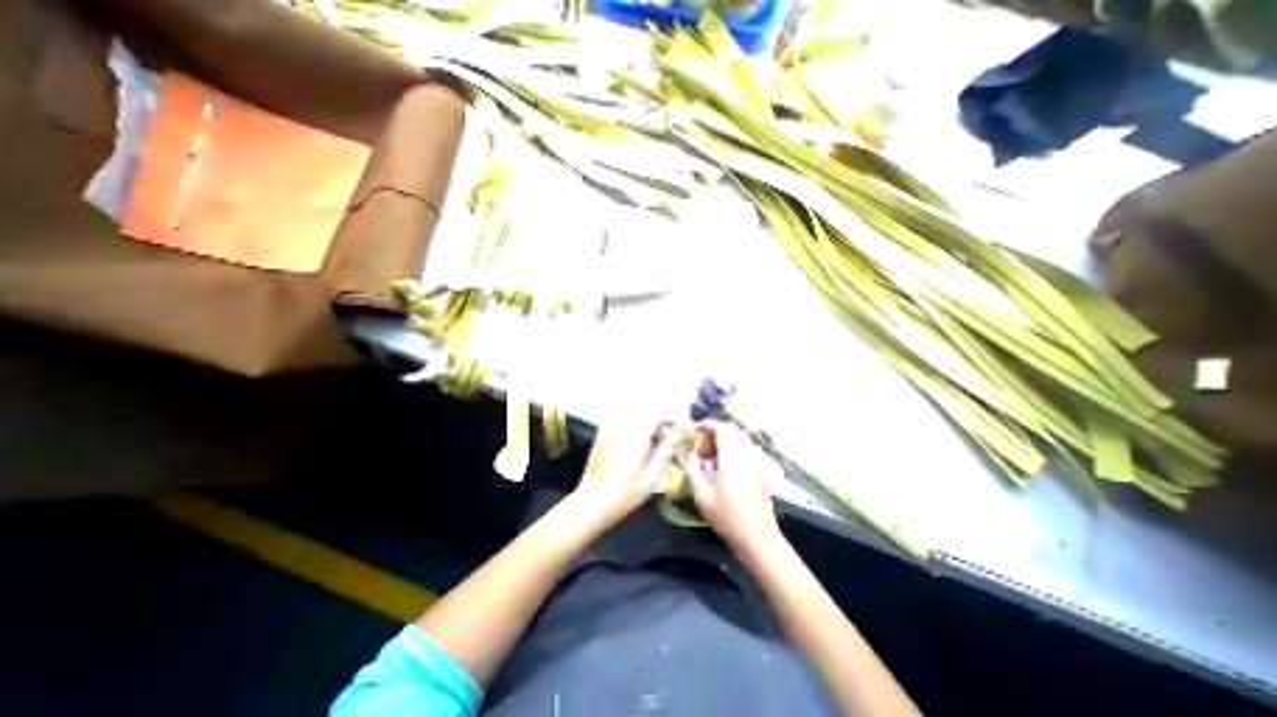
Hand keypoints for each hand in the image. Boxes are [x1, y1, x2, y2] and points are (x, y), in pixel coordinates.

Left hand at [571, 424, 683, 531]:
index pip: (657, 414)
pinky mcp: (601, 436)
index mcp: (635, 433)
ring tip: (652, 448)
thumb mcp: (653, 475)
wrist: (592, 503)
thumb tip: (680, 434)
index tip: (680, 431)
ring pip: (634, 419)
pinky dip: (634, 432)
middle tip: (667, 444)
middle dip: (659, 425)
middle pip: (646, 414)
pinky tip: (635, 451)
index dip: (671, 420)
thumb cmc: (626, 493)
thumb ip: (667, 449)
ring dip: (647, 428)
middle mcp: (621, 425)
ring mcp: (609, 429)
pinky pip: (622, 425)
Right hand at [694, 422, 783, 556]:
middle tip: (700, 448)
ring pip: (738, 441)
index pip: (721, 427)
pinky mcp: (758, 473)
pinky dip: (730, 452)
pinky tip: (721, 472)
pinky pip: (743, 452)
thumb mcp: (702, 495)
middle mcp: (746, 455)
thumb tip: (686, 454)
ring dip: (722, 443)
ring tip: (708, 460)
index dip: (705, 424)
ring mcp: (755, 464)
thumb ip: (692, 469)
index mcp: (732, 457)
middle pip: (731, 431)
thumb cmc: (728, 517)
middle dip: (713, 433)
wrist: (759, 539)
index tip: (692, 431)